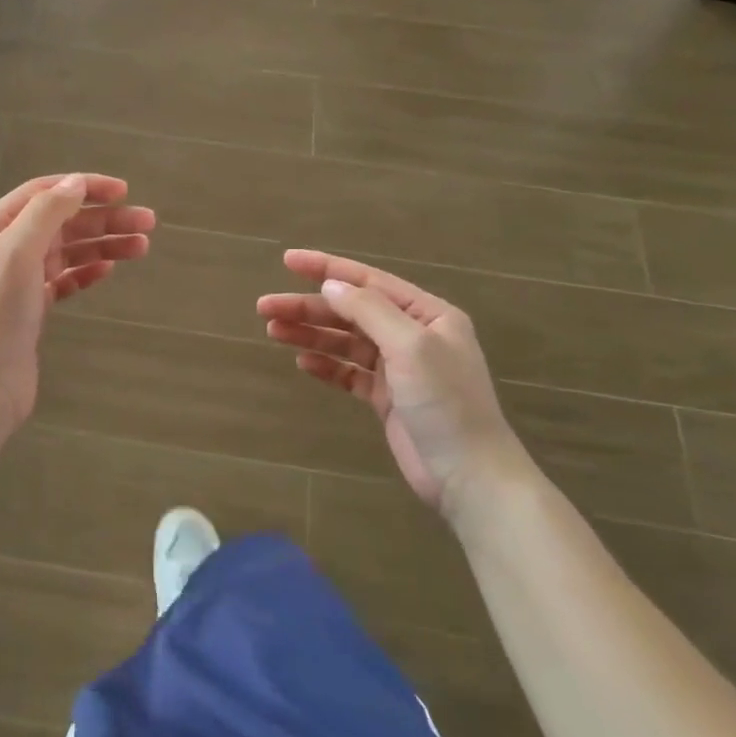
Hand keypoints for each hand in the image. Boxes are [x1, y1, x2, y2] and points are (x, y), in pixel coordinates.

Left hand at [0, 173, 154, 434]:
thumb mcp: (17, 252)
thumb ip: (47, 211)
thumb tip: (77, 181)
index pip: (42, 193)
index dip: (83, 187)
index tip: (124, 191)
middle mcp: (3, 250)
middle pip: (60, 223)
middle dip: (103, 219)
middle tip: (148, 222)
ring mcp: (17, 282)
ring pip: (66, 252)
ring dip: (103, 245)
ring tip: (142, 246)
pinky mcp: (31, 310)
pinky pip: (64, 280)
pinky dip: (86, 272)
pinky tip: (108, 269)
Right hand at [257, 250, 529, 520]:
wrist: (470, 476)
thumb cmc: (445, 403)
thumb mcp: (410, 347)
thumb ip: (369, 311)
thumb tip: (330, 285)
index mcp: (428, 314)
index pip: (368, 281)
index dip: (326, 268)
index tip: (287, 260)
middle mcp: (413, 335)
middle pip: (350, 311)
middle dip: (308, 307)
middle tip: (265, 307)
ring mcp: (399, 368)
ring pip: (345, 341)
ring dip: (311, 334)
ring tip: (273, 331)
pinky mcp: (387, 398)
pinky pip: (349, 373)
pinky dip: (326, 365)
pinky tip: (303, 363)